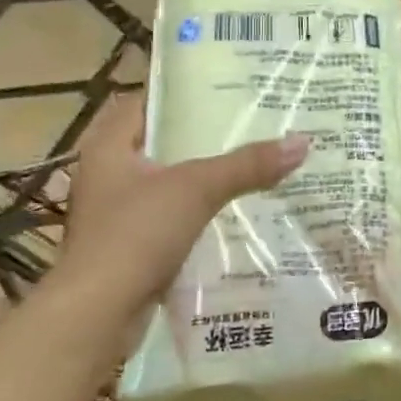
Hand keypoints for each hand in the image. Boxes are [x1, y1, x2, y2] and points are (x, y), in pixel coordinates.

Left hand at [56, 95, 308, 315]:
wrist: (98, 315)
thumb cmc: (136, 235)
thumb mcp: (196, 189)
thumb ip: (247, 164)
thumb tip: (302, 142)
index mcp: (110, 147)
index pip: (146, 101)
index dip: (183, 90)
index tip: (226, 86)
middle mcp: (109, 173)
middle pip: (163, 141)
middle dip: (205, 134)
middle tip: (253, 121)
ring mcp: (118, 212)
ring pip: (171, 181)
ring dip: (206, 174)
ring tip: (254, 160)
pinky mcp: (132, 245)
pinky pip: (174, 215)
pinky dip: (201, 210)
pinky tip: (238, 208)